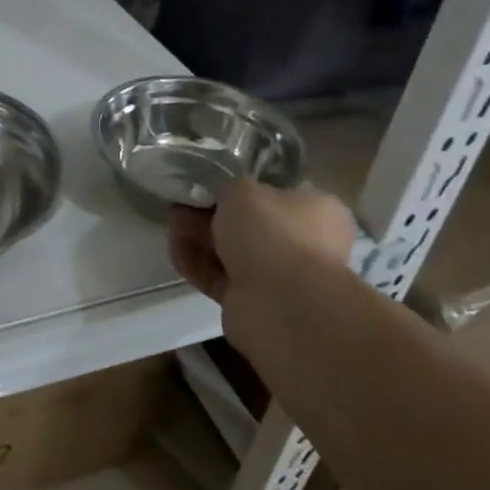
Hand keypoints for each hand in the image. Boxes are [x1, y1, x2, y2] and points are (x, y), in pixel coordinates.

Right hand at [168, 178, 355, 304]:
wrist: (279, 302)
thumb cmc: (270, 232)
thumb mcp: (243, 190)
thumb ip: (229, 187)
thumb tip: (222, 195)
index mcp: (315, 211)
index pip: (273, 195)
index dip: (236, 191)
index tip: (206, 188)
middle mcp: (301, 243)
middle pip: (245, 225)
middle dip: (207, 216)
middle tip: (180, 208)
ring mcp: (276, 275)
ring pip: (228, 251)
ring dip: (197, 239)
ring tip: (173, 229)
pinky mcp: (250, 300)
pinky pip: (217, 276)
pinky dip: (196, 264)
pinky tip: (175, 252)